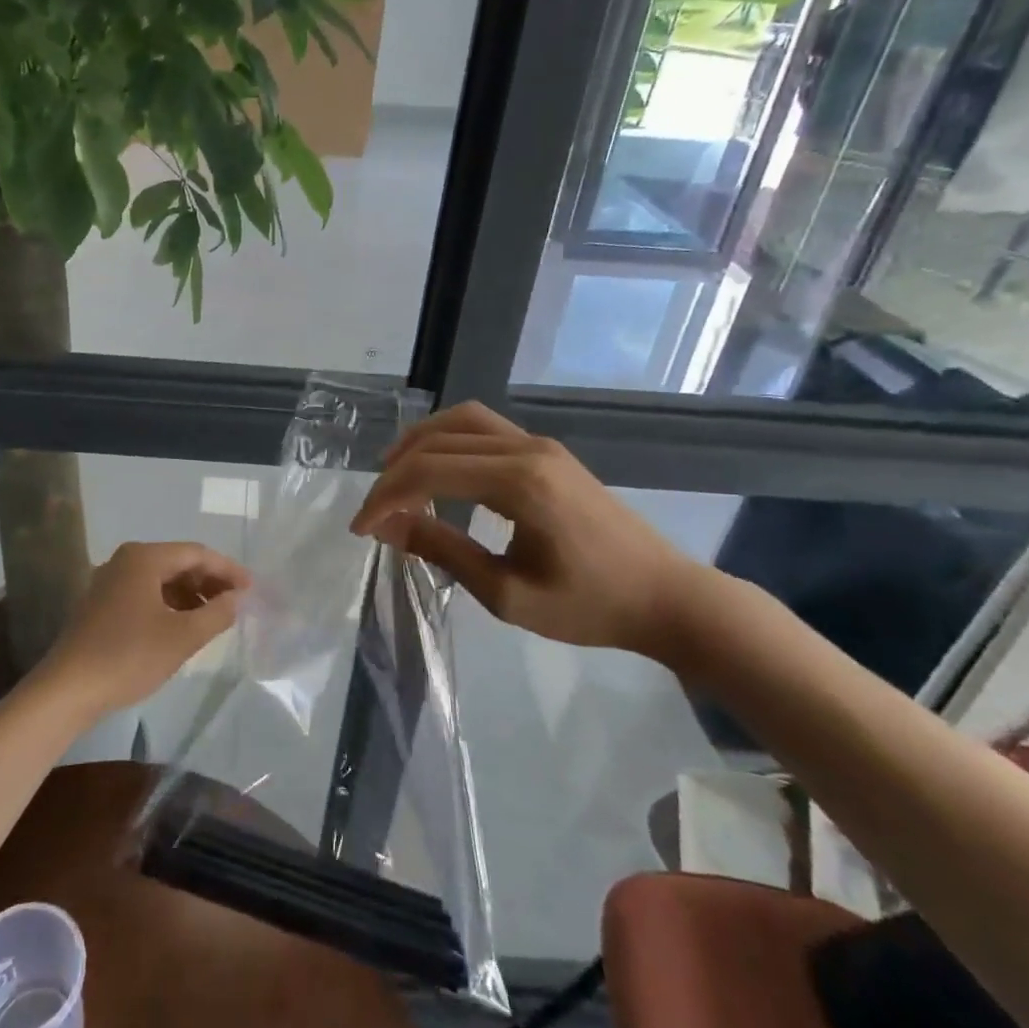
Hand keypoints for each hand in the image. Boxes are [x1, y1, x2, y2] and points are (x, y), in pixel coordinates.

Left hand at [36, 542, 250, 717]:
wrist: (68, 689)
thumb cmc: (129, 656)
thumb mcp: (182, 637)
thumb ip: (216, 614)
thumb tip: (236, 599)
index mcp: (144, 557)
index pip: (197, 553)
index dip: (227, 570)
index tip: (251, 589)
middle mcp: (125, 561)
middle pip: (178, 563)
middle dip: (209, 582)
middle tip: (236, 605)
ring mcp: (109, 582)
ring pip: (161, 580)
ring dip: (190, 596)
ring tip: (214, 619)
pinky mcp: (101, 605)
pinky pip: (145, 594)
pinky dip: (169, 606)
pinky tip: (183, 628)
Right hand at [349, 402, 710, 658]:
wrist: (667, 597)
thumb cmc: (590, 606)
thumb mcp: (507, 594)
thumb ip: (444, 551)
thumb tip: (390, 527)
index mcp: (519, 483)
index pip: (430, 470)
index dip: (386, 496)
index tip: (361, 529)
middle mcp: (527, 449)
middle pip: (439, 439)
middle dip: (395, 471)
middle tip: (374, 510)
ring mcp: (540, 444)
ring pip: (462, 421)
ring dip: (420, 444)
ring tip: (395, 478)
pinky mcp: (548, 452)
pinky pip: (484, 428)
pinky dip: (448, 441)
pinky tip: (438, 471)